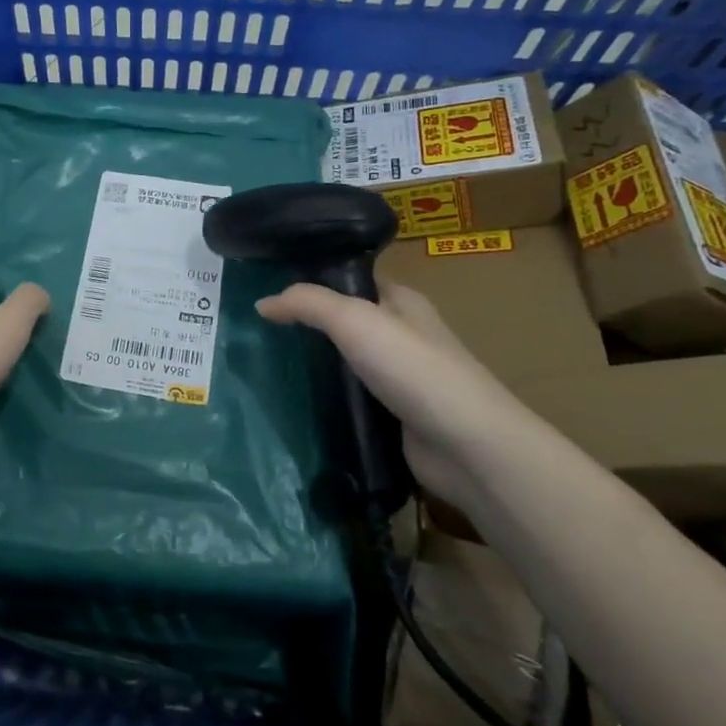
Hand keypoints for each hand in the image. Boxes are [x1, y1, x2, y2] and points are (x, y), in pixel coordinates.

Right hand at [255, 281, 522, 501]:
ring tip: (265, 364)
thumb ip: (307, 304)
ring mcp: (398, 378)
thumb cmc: (413, 368)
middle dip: (306, 325)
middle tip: (258, 330)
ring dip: (313, 366)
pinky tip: (294, 402)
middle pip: (344, 322)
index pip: (350, 279)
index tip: (268, 286)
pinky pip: (349, 399)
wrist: (466, 446)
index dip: (313, 279)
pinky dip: (326, 400)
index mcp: (401, 301)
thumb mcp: (354, 320)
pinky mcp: (392, 416)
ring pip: (344, 363)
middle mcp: (401, 335)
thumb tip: (261, 303)